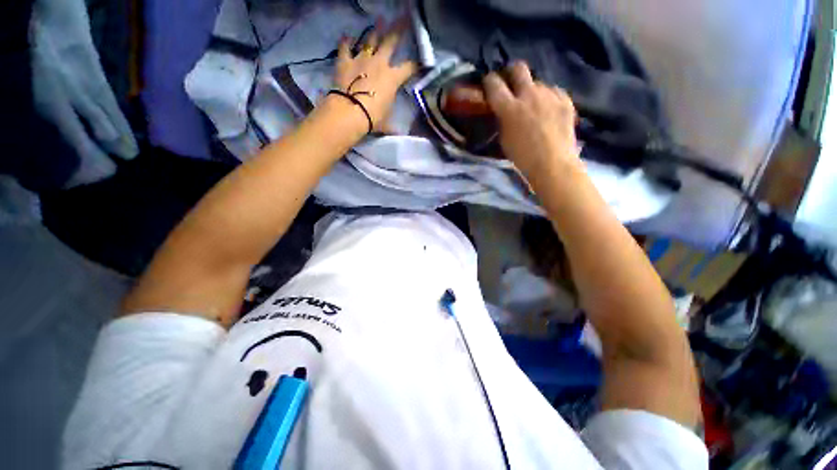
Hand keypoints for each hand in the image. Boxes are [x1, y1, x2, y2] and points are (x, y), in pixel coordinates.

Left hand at [333, 23, 417, 132]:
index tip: (421, 62)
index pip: (409, 68)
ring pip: (370, 38)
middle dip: (399, 29)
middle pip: (391, 41)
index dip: (416, 65)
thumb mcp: (386, 123)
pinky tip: (347, 36)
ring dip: (375, 30)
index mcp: (393, 78)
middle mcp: (380, 63)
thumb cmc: (373, 118)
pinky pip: (345, 47)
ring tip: (380, 21)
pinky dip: (346, 41)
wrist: (350, 112)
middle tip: (404, 17)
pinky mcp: (345, 60)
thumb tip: (398, 135)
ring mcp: (362, 58)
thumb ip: (392, 126)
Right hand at [483, 62, 580, 178]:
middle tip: (511, 84)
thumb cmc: (522, 157)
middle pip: (518, 68)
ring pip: (537, 82)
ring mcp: (549, 94)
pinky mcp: (564, 99)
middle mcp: (529, 94)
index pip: (493, 83)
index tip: (489, 85)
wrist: (553, 163)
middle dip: (511, 73)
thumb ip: (502, 119)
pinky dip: (547, 99)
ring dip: (532, 91)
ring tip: (534, 106)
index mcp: (509, 108)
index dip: (489, 81)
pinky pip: (552, 91)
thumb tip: (503, 109)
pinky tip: (548, 111)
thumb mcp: (504, 138)